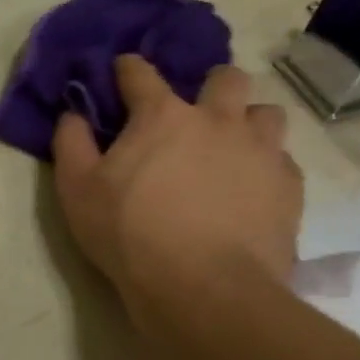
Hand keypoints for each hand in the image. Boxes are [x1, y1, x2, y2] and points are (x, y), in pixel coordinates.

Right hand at [52, 59, 302, 326]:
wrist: (204, 289)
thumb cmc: (130, 234)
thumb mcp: (77, 191)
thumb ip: (71, 144)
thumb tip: (72, 114)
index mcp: (162, 116)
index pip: (141, 73)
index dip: (128, 69)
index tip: (122, 73)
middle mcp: (218, 120)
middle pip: (225, 77)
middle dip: (210, 85)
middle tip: (195, 115)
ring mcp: (260, 151)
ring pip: (266, 114)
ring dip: (248, 122)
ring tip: (233, 149)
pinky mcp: (289, 187)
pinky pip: (283, 160)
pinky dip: (267, 166)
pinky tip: (253, 189)